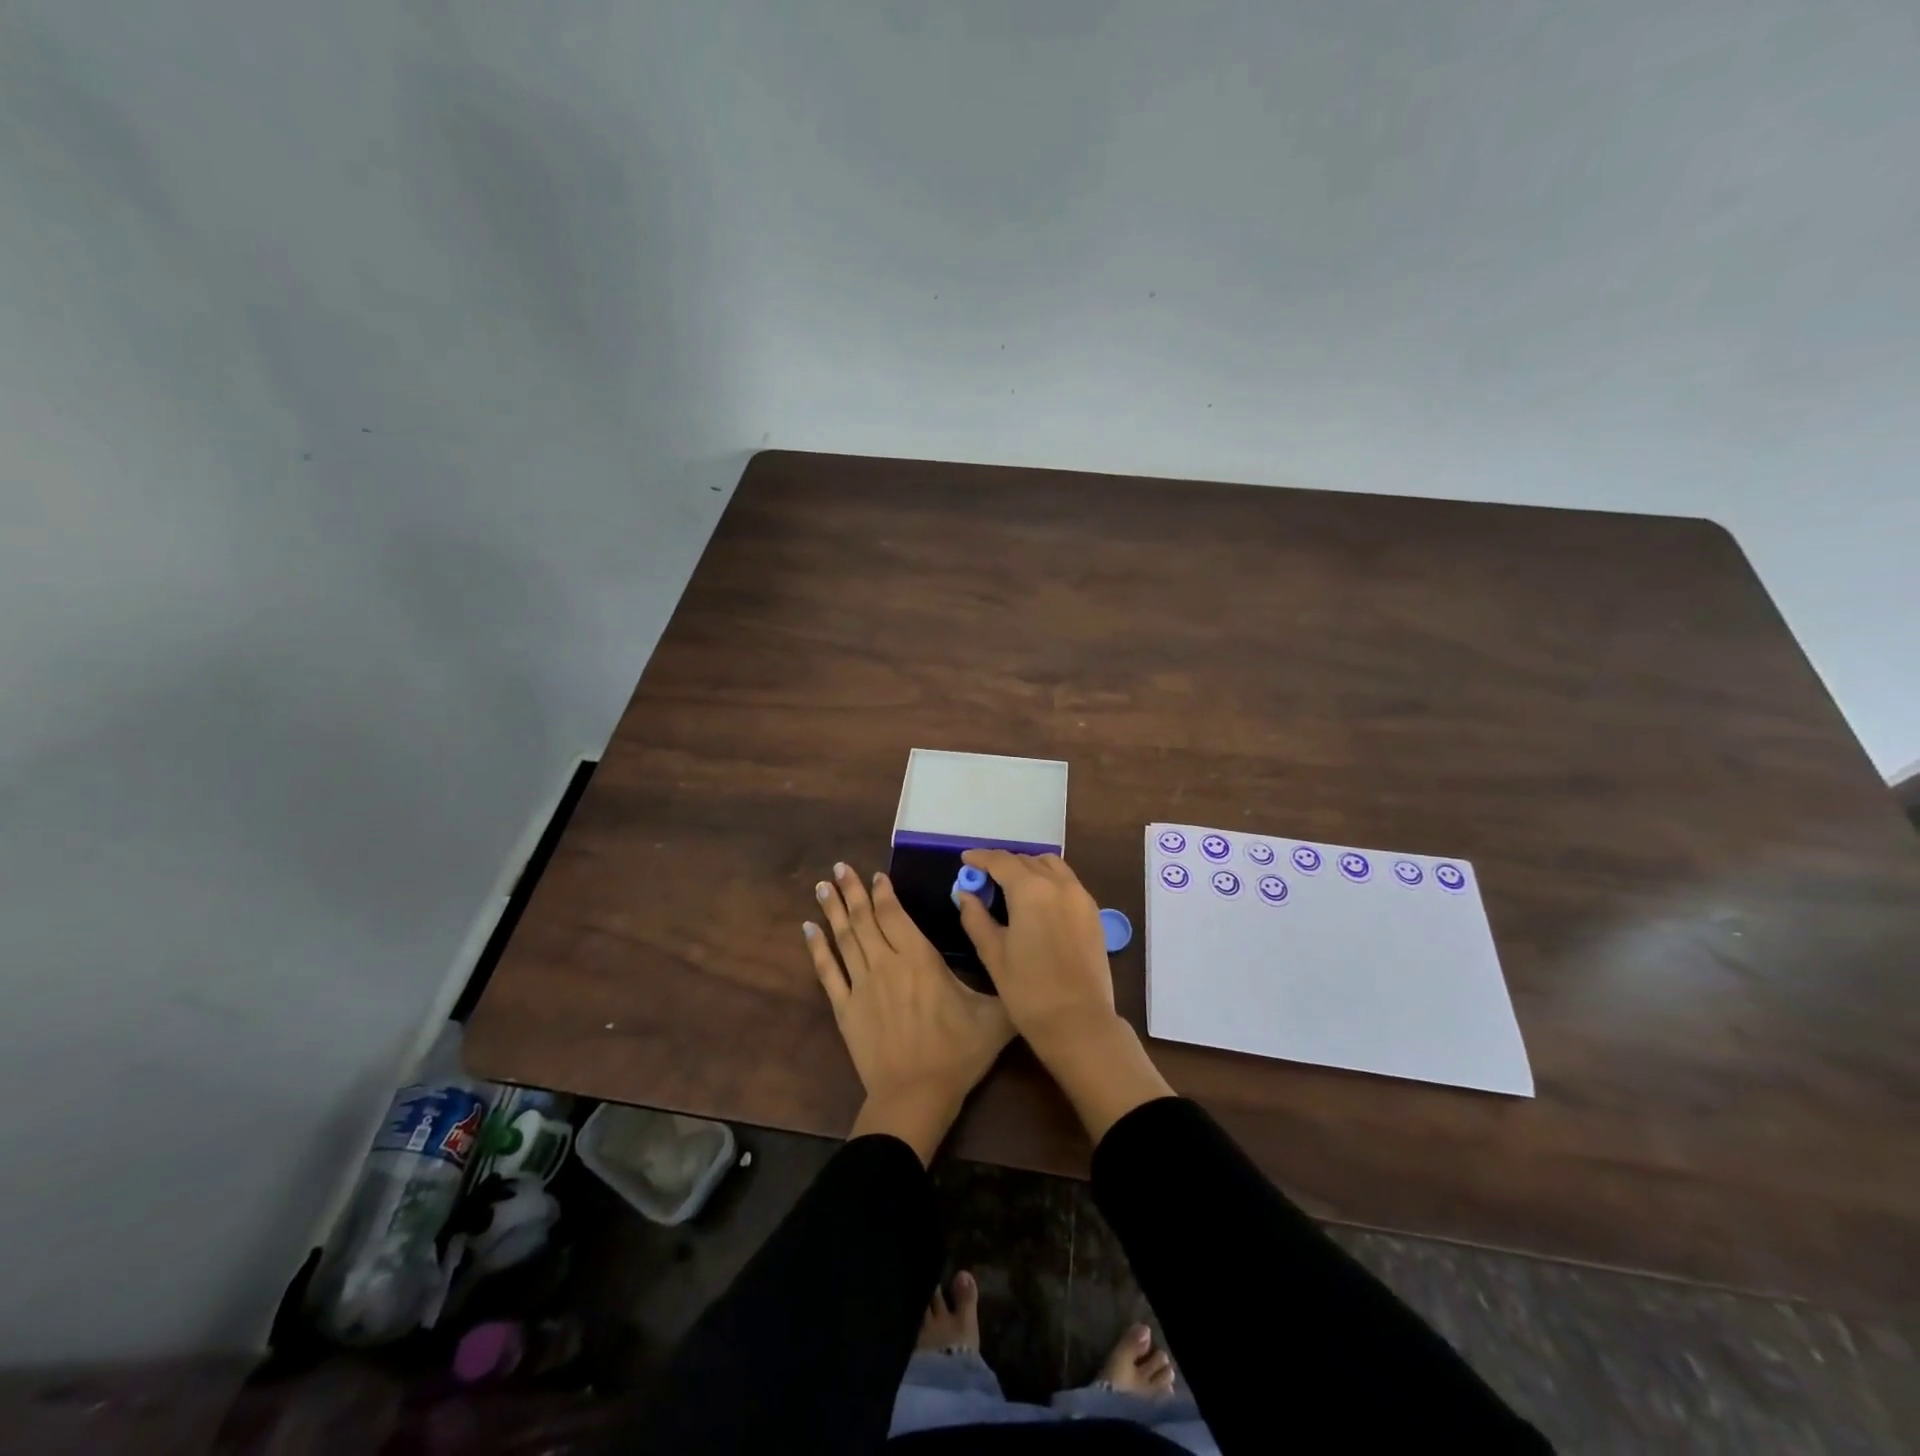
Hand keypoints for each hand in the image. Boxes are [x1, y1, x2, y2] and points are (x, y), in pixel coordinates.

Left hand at [806, 862, 1013, 1163]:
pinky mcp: (845, 1009)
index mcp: (920, 959)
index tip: (875, 875)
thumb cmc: (957, 1054)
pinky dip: (817, 948)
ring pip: (844, 938)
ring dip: (833, 910)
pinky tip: (808, 929)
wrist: (915, 1097)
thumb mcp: (995, 1018)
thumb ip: (1007, 985)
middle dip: (852, 890)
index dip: (884, 892)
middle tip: (839, 866)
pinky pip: (827, 972)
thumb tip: (1021, 960)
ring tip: (822, 886)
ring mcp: (861, 985)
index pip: (895, 915)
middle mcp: (886, 963)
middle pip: (865, 919)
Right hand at [953, 850, 1114, 1041]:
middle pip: (1026, 861)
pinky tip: (1037, 901)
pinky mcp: (1093, 912)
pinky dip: (1048, 880)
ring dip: (1029, 868)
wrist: (1079, 1022)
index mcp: (1031, 890)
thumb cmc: (1028, 990)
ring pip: (1051, 866)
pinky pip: (1067, 882)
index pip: (1001, 861)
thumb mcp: (993, 953)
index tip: (966, 859)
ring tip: (1011, 886)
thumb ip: (976, 918)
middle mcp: (1059, 884)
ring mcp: (1081, 896)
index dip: (981, 858)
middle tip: (984, 878)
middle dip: (1003, 864)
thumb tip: (966, 894)